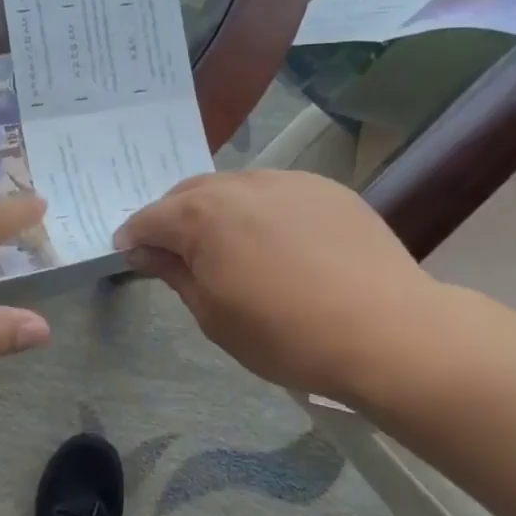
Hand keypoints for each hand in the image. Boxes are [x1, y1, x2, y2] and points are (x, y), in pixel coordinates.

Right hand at [114, 170, 443, 406]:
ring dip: (218, 211)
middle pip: (188, 194)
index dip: (133, 238)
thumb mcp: (213, 315)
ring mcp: (286, 181)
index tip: (129, 255)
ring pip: (234, 187)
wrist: (386, 331)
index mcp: (201, 216)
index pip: (149, 218)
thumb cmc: (285, 334)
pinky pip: (276, 192)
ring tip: (229, 245)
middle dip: (173, 218)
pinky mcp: (325, 189)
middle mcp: (238, 185)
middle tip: (176, 252)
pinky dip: (262, 211)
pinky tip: (279, 243)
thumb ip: (174, 273)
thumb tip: (144, 251)